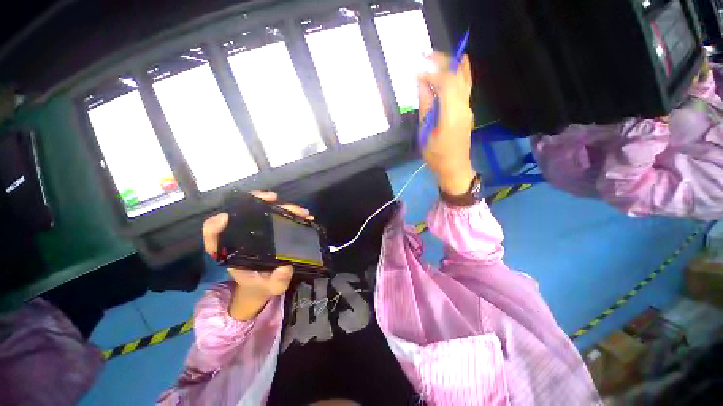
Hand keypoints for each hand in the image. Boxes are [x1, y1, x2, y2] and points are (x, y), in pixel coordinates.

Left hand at [202, 191, 312, 320]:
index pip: (213, 236)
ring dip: (281, 206)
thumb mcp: (270, 287)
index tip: (226, 217)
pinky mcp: (269, 228)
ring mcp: (256, 230)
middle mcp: (242, 237)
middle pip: (242, 214)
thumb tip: (285, 268)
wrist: (268, 281)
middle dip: (256, 202)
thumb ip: (276, 281)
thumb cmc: (263, 284)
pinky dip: (290, 212)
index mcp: (231, 252)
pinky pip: (277, 215)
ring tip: (301, 211)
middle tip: (273, 198)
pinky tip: (304, 215)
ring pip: (263, 211)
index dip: (215, 226)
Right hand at [418, 52, 475, 195]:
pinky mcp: (467, 112)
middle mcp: (463, 108)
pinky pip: (465, 87)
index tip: (416, 74)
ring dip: (453, 64)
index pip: (445, 83)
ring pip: (465, 79)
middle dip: (443, 62)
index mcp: (451, 115)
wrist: (455, 168)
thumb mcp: (425, 134)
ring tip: (439, 56)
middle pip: (458, 76)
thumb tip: (421, 85)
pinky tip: (452, 69)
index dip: (431, 74)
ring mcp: (468, 109)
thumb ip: (425, 108)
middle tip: (426, 55)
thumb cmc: (437, 156)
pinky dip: (459, 74)